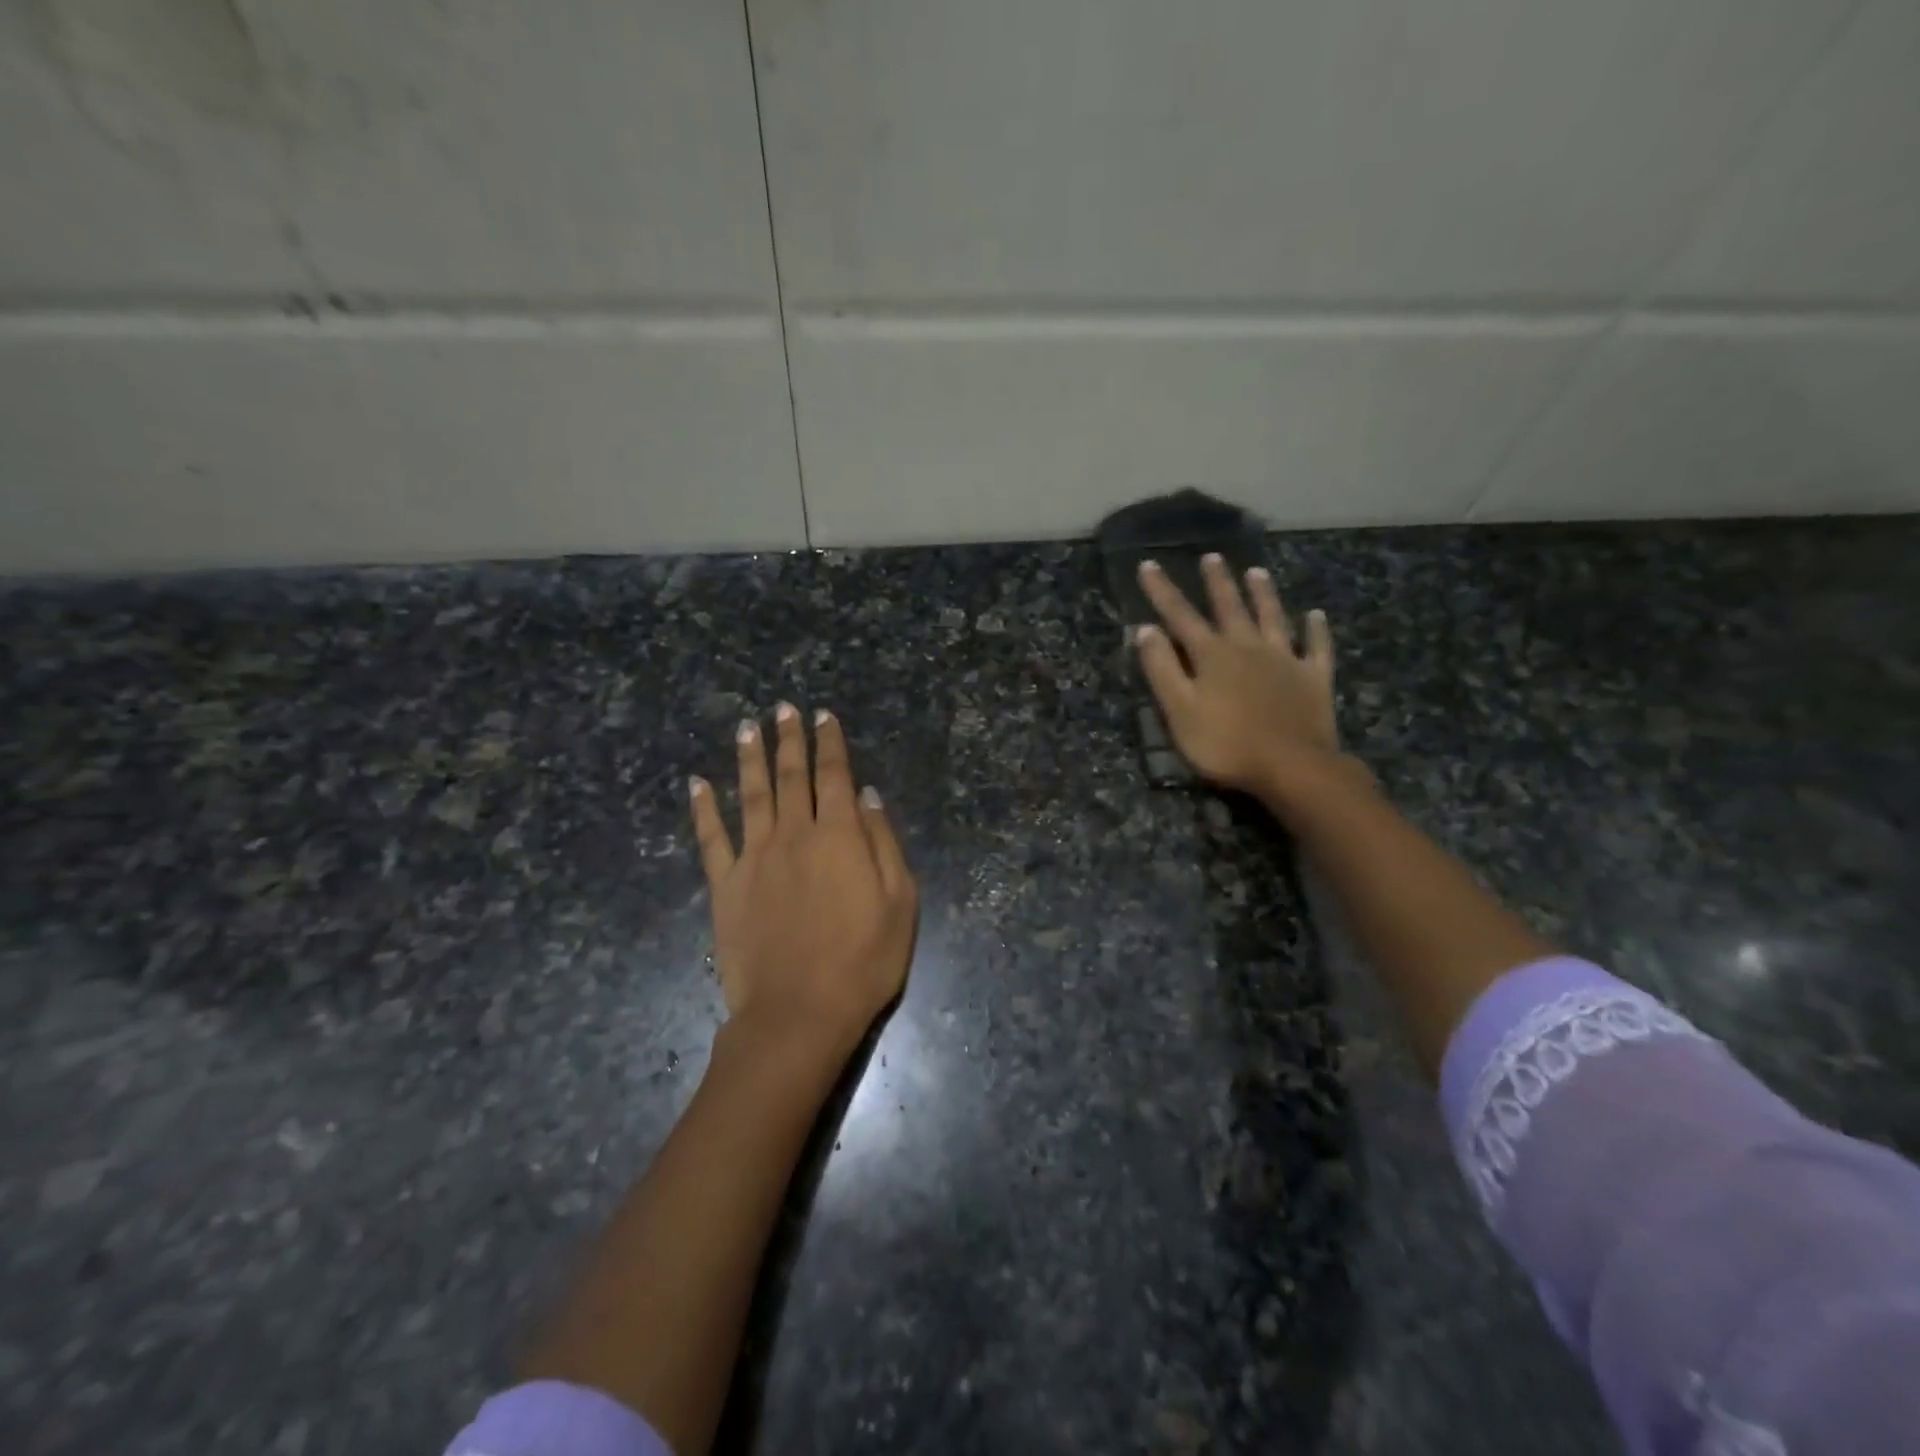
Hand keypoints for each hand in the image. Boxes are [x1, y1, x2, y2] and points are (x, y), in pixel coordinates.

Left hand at [689, 704, 916, 1057]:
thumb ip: (883, 843)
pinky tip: (697, 783)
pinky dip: (703, 808)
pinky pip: (710, 838)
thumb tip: (867, 796)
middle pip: (790, 775)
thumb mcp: (900, 902)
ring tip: (748, 727)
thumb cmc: (863, 960)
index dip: (830, 743)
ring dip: (749, 757)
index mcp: (839, 835)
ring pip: (750, 794)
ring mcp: (755, 857)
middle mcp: (794, 834)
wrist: (799, 1013)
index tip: (823, 716)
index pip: (835, 775)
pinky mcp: (725, 885)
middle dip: (789, 738)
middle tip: (783, 708)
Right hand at [1134, 555, 1342, 799]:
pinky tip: (1316, 615)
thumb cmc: (1226, 744)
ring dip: (1264, 594)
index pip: (1180, 615)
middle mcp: (1248, 647)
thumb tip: (1146, 629)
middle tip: (1212, 556)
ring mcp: (1285, 659)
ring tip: (1257, 571)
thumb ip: (1162, 669)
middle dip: (1218, 582)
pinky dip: (1316, 630)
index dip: (1162, 590)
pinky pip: (1317, 647)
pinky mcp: (1314, 678)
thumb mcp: (1180, 710)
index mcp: (1212, 655)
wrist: (1292, 766)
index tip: (1149, 564)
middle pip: (1230, 607)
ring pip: (1273, 617)